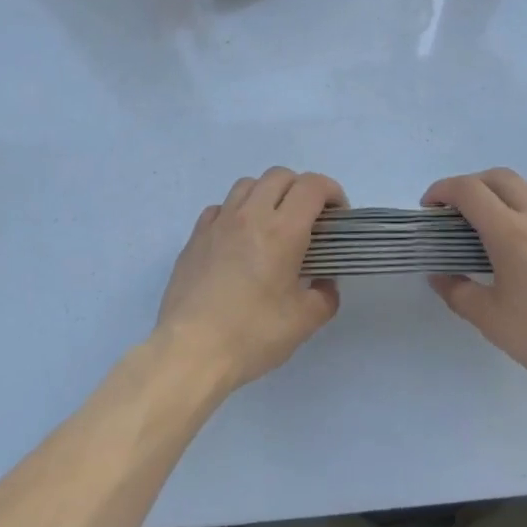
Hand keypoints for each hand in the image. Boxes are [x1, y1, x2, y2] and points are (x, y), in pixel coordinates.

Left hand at [154, 168, 346, 390]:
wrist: (190, 351)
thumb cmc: (251, 334)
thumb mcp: (303, 322)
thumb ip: (324, 296)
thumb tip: (324, 283)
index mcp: (282, 231)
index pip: (312, 186)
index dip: (331, 192)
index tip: (337, 217)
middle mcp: (250, 215)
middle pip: (280, 176)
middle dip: (301, 189)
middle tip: (309, 220)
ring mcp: (219, 222)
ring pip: (248, 184)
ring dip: (267, 194)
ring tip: (272, 225)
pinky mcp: (195, 236)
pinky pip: (220, 207)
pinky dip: (236, 212)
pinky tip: (238, 240)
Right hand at [425, 169, 526, 396]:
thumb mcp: (492, 322)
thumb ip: (458, 292)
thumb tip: (439, 275)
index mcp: (511, 233)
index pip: (468, 190)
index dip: (443, 190)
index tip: (431, 207)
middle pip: (500, 177)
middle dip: (473, 186)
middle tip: (461, 212)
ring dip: (510, 195)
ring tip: (503, 224)